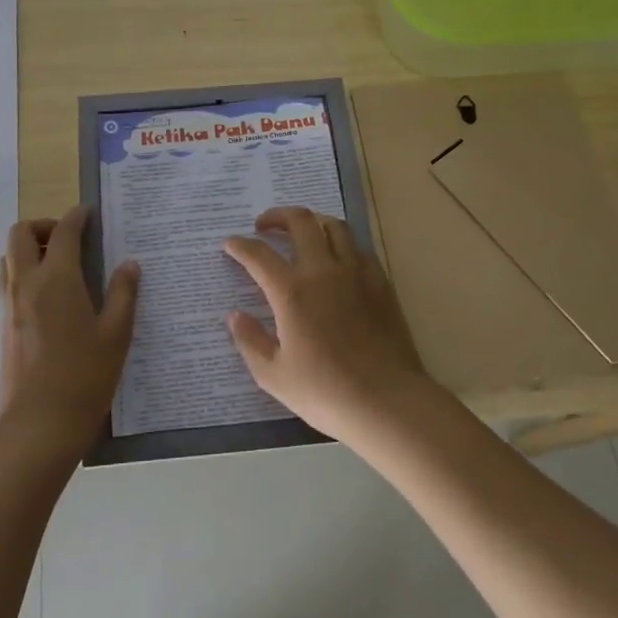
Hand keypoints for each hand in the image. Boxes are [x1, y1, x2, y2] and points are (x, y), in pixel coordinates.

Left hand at [0, 206, 139, 455]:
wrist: (39, 425)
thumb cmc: (85, 377)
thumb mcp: (117, 334)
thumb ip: (124, 293)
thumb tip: (129, 264)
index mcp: (57, 279)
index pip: (63, 231)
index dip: (77, 216)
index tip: (90, 213)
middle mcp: (26, 284)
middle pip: (20, 233)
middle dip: (43, 225)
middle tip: (70, 239)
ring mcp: (10, 306)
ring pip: (9, 258)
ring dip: (30, 248)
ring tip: (60, 265)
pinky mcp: (3, 326)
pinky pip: (10, 282)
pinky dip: (26, 273)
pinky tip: (54, 298)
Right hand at [221, 207, 430, 441]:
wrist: (387, 401)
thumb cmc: (325, 392)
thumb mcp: (274, 375)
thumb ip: (250, 341)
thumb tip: (235, 316)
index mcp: (292, 292)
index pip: (258, 255)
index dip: (240, 245)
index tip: (230, 244)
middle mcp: (323, 271)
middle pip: (300, 222)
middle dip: (277, 216)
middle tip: (264, 225)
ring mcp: (356, 273)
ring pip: (334, 226)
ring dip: (313, 222)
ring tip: (302, 233)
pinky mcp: (381, 283)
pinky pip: (359, 249)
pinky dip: (342, 245)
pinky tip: (338, 261)